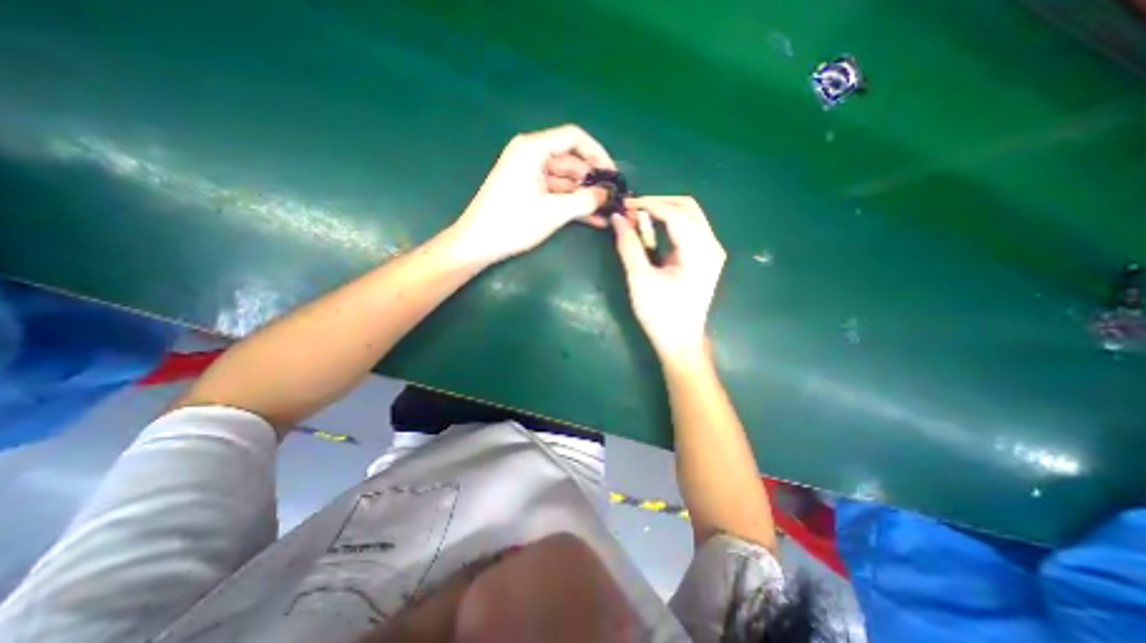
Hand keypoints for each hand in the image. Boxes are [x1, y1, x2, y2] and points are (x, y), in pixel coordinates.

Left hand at [451, 124, 623, 266]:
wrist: (478, 244)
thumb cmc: (512, 223)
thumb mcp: (553, 212)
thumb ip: (583, 200)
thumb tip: (606, 194)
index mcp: (533, 149)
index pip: (574, 138)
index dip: (597, 154)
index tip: (613, 174)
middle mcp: (531, 156)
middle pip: (571, 161)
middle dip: (592, 180)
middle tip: (612, 198)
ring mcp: (529, 175)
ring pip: (565, 180)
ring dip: (584, 196)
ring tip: (606, 212)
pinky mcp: (528, 192)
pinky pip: (556, 193)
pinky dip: (572, 204)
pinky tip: (592, 219)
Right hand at [619, 197, 724, 359]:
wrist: (680, 341)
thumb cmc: (661, 314)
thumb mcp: (640, 279)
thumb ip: (629, 246)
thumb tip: (618, 218)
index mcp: (700, 251)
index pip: (675, 213)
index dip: (648, 205)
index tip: (624, 205)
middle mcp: (711, 245)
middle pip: (687, 207)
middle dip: (658, 203)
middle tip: (631, 209)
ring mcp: (710, 251)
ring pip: (689, 215)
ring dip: (663, 211)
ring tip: (637, 217)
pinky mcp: (704, 257)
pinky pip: (688, 229)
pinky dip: (668, 224)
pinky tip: (651, 230)